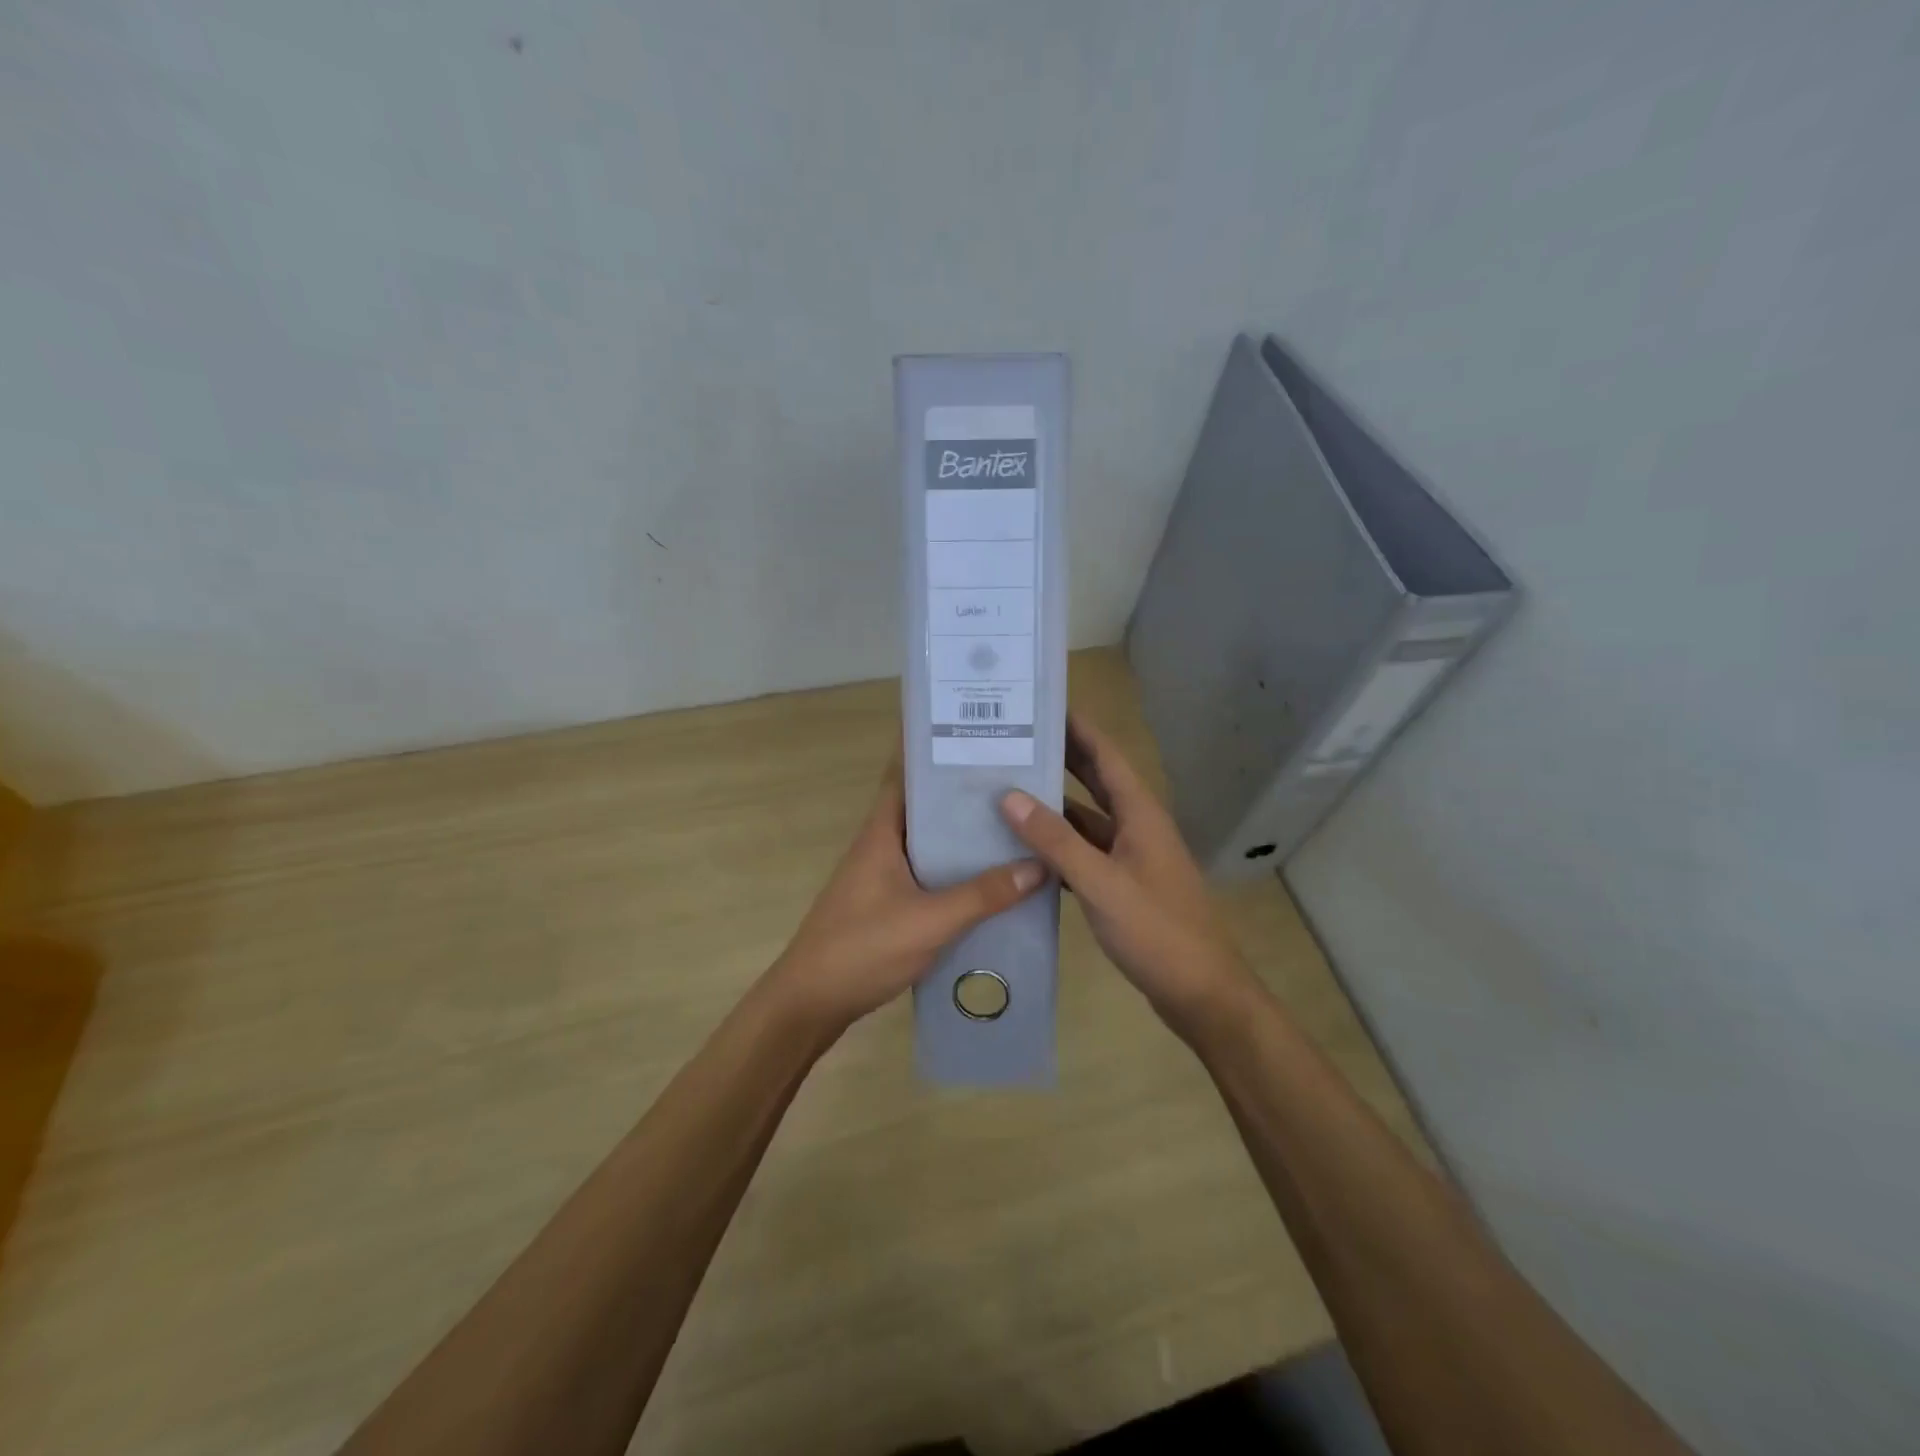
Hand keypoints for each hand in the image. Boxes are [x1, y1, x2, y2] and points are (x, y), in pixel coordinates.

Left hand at [769, 757, 1045, 1035]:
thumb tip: (1038, 865)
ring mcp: (880, 875)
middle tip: (1013, 781)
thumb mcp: (929, 921)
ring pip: (927, 842)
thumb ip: (983, 895)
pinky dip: (953, 870)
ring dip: (959, 835)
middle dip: (961, 794)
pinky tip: (987, 881)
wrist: (810, 1002)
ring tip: (1011, 825)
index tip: (973, 734)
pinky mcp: (884, 904)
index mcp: (881, 832)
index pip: (905, 774)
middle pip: (923, 807)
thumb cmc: (863, 948)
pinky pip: (926, 874)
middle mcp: (879, 845)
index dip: (933, 751)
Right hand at [1000, 713, 1253, 1037]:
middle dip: (1061, 758)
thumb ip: (1056, 841)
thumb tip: (1010, 796)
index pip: (1106, 755)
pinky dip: (1058, 844)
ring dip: (1054, 804)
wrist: (1201, 992)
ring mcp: (1131, 857)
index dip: (1078, 727)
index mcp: (1140, 814)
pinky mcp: (1123, 885)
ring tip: (1008, 788)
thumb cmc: (1157, 931)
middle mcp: (1137, 827)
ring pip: (1087, 819)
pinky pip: (1085, 853)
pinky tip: (1025, 846)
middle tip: (1014, 739)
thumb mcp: (1102, 884)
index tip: (1042, 704)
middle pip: (1096, 781)